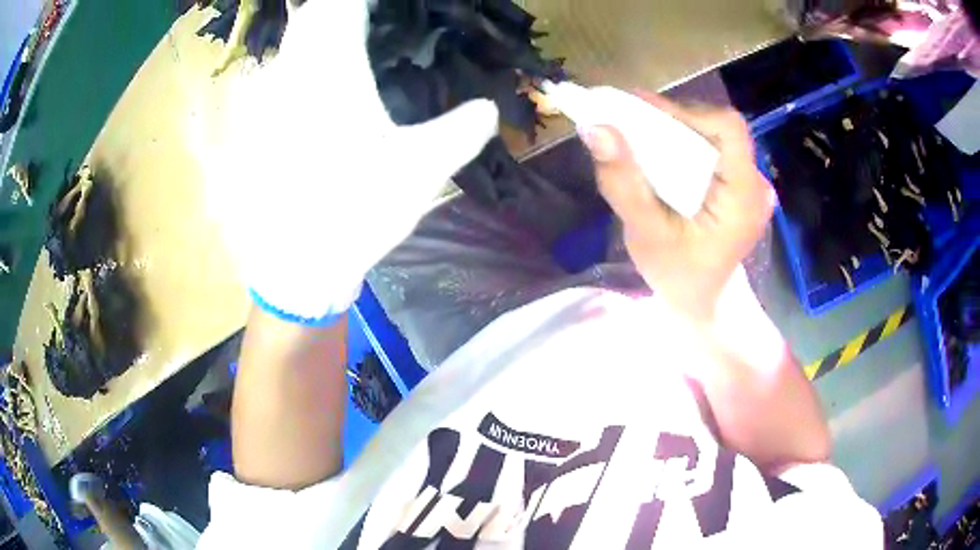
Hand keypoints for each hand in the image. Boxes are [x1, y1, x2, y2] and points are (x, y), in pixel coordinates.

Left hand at [208, 0, 498, 321]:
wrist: (297, 264)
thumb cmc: (356, 214)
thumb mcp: (421, 171)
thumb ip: (462, 130)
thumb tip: (490, 107)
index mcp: (332, 74)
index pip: (342, 6)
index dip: (365, 0)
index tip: (391, 7)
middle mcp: (293, 75)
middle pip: (313, 15)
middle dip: (343, 8)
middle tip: (377, 19)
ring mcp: (269, 100)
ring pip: (293, 42)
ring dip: (322, 30)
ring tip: (356, 42)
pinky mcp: (260, 124)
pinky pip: (281, 72)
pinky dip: (304, 60)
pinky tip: (325, 83)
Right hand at [583, 93, 773, 322]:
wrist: (704, 302)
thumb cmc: (678, 276)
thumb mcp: (645, 235)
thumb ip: (623, 182)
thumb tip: (595, 128)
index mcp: (743, 196)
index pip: (727, 128)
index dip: (686, 112)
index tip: (642, 115)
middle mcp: (755, 183)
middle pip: (718, 127)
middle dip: (674, 120)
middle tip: (630, 123)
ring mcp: (751, 184)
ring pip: (714, 135)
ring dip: (676, 130)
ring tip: (640, 137)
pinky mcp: (741, 185)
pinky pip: (714, 149)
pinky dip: (684, 144)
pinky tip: (661, 155)